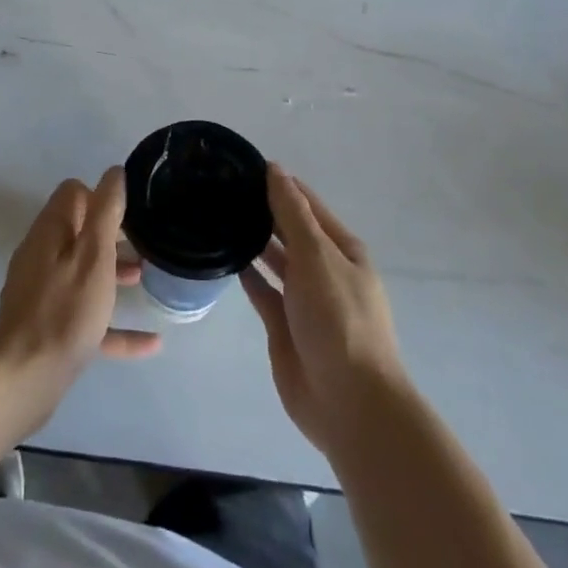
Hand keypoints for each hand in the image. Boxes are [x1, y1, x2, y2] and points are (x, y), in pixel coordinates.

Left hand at [0, 168, 161, 425]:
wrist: (24, 379)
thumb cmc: (65, 310)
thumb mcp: (94, 255)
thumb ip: (105, 211)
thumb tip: (113, 172)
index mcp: (49, 232)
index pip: (72, 193)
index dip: (100, 196)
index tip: (128, 214)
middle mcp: (41, 255)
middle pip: (77, 232)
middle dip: (110, 236)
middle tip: (142, 246)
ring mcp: (40, 292)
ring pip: (81, 272)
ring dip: (111, 273)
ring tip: (144, 281)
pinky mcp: (46, 328)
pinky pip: (84, 316)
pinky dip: (112, 323)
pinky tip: (150, 343)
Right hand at [244, 165, 409, 459]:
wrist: (349, 402)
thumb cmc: (339, 318)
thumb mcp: (316, 256)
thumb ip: (292, 213)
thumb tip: (275, 169)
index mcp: (342, 249)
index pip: (307, 204)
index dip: (279, 183)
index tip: (242, 165)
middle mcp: (324, 269)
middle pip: (290, 230)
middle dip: (263, 210)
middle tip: (220, 188)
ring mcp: (304, 299)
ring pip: (275, 260)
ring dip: (253, 239)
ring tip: (218, 215)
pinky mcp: (284, 326)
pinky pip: (262, 290)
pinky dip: (246, 273)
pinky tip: (223, 255)